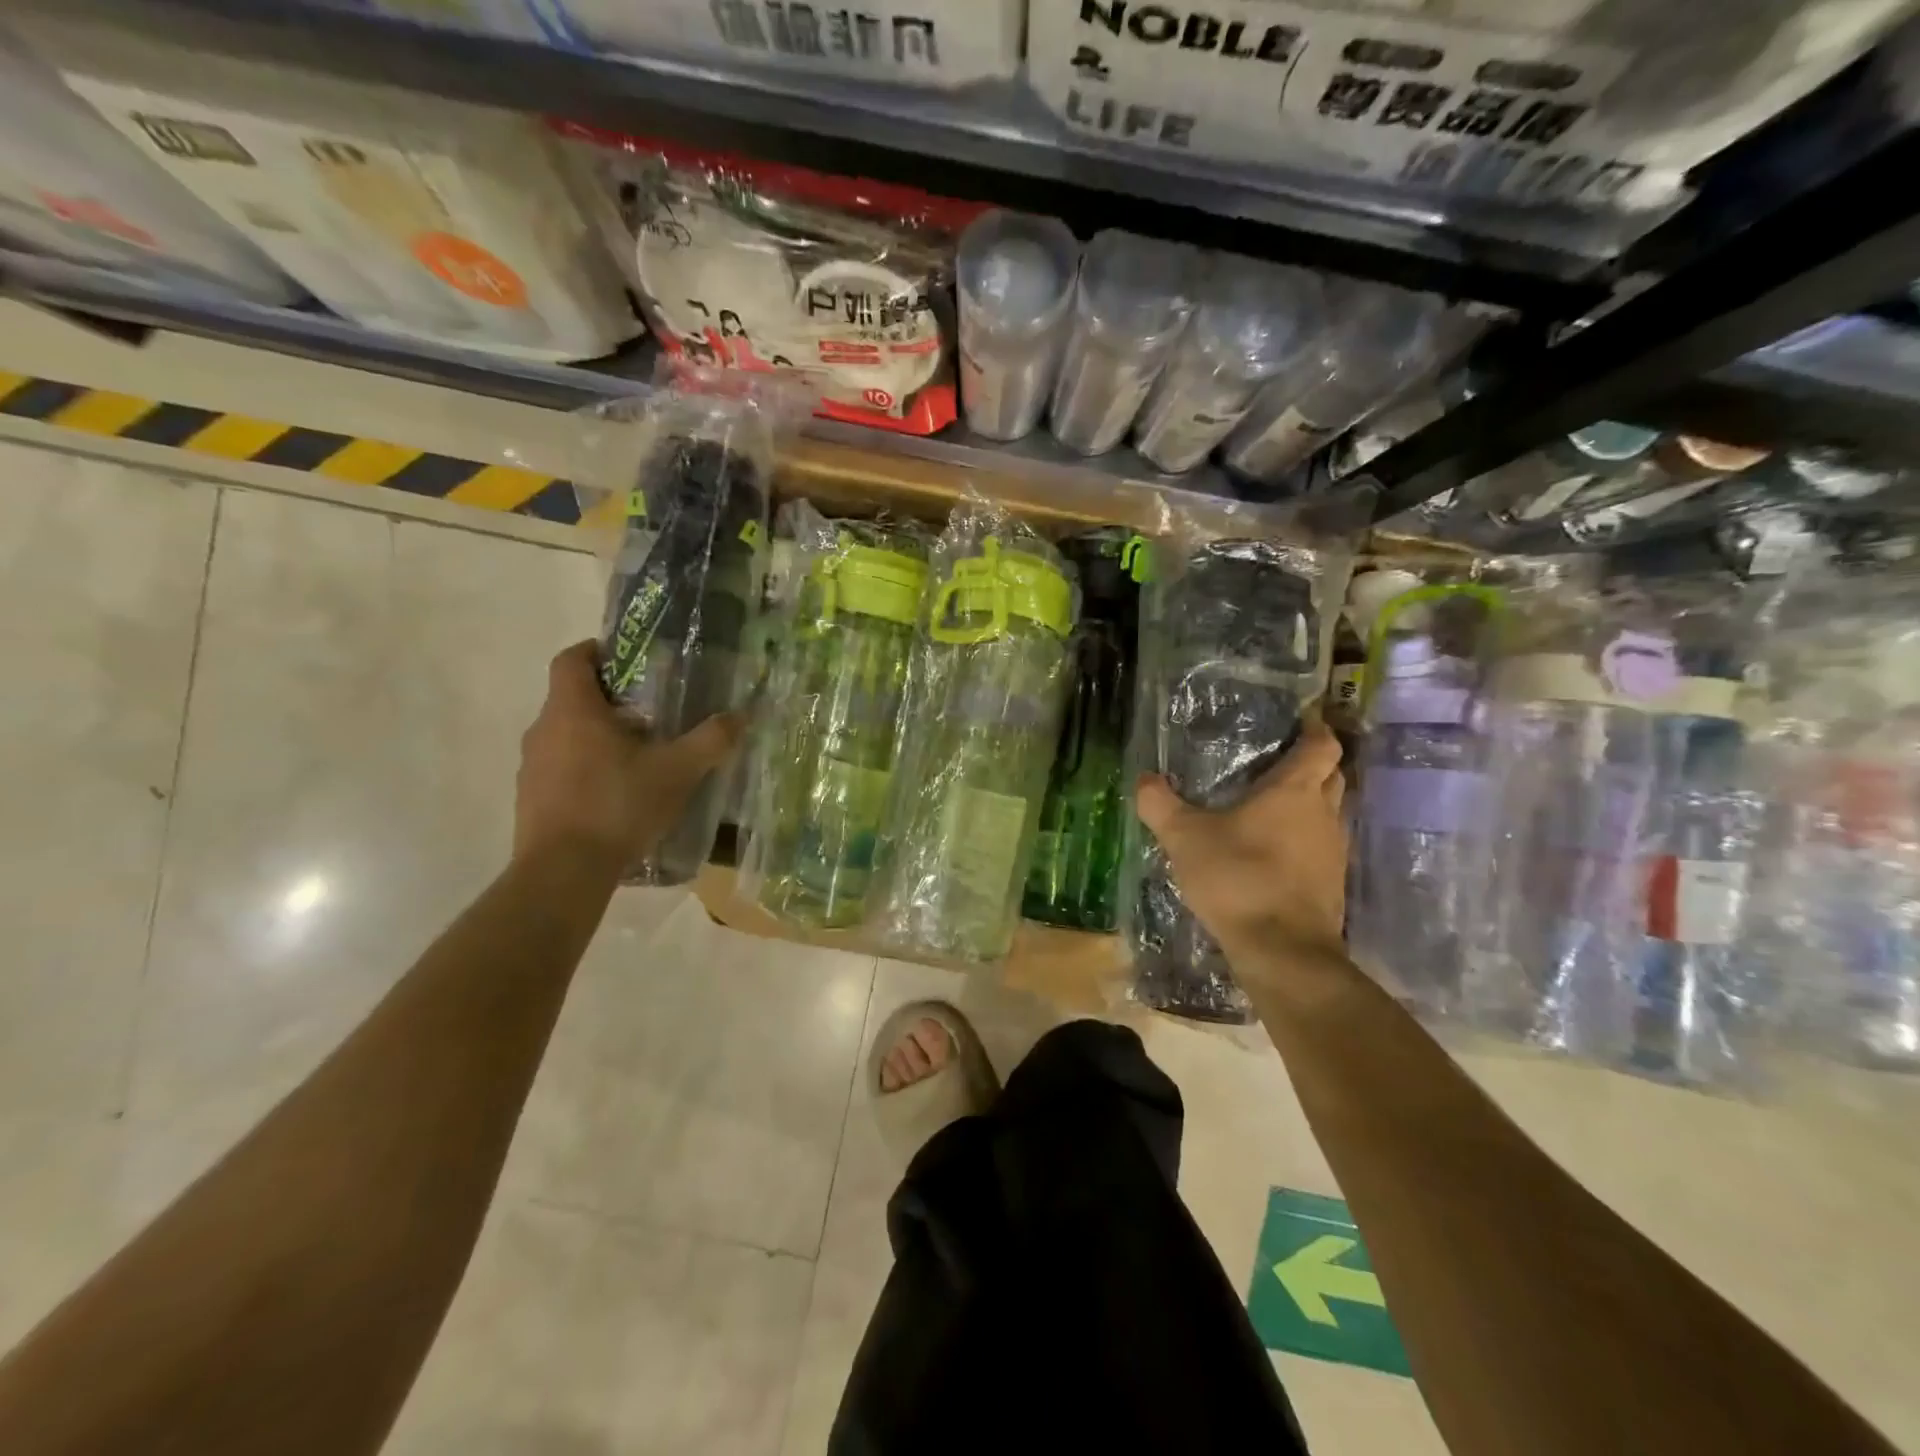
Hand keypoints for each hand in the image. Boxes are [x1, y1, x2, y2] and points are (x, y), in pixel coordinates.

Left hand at [514, 641, 741, 870]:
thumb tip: (741, 716)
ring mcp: (531, 766)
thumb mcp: (677, 771)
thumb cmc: (618, 805)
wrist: (563, 871)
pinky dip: (585, 769)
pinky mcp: (530, 799)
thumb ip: (710, 740)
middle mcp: (543, 730)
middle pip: (572, 698)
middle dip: (610, 700)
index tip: (628, 660)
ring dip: (597, 737)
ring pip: (566, 735)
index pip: (572, 659)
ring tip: (638, 757)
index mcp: (573, 710)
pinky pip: (559, 768)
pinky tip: (616, 795)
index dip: (597, 651)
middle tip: (652, 715)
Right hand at [1135, 716, 1347, 970]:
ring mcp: (1334, 851)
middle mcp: (1324, 814)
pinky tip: (1274, 851)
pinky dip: (1305, 840)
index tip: (1299, 722)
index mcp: (1296, 791)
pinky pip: (1322, 846)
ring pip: (1330, 813)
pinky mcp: (1332, 884)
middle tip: (1276, 762)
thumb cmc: (1238, 879)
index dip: (1316, 730)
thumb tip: (1144, 778)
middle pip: (1333, 775)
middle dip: (1313, 765)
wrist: (1282, 951)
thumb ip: (1160, 805)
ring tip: (1270, 806)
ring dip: (1309, 805)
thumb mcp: (1185, 839)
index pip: (1324, 746)